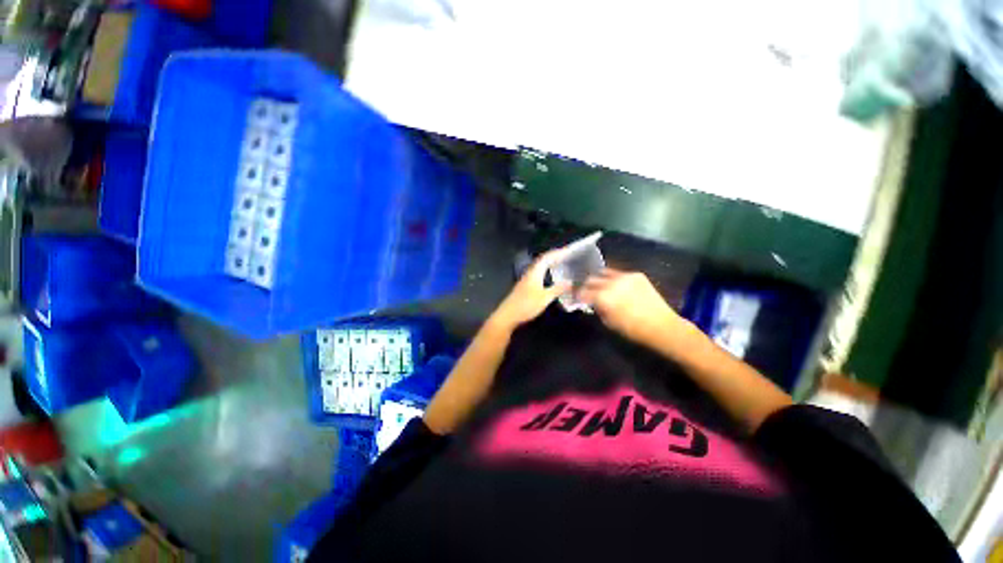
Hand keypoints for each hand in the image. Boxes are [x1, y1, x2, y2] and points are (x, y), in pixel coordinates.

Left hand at [489, 250, 570, 332]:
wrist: (508, 315)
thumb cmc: (526, 305)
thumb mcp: (545, 298)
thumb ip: (558, 289)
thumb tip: (571, 282)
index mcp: (535, 272)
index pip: (546, 257)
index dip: (557, 253)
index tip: (568, 250)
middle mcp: (530, 273)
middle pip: (542, 260)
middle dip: (554, 256)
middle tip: (567, 256)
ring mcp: (526, 279)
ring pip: (539, 266)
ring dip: (549, 263)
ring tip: (561, 263)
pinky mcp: (525, 286)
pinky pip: (538, 273)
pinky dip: (546, 270)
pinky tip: (550, 276)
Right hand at [578, 268, 687, 344]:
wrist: (661, 326)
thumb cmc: (632, 329)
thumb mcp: (608, 322)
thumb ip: (597, 309)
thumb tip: (592, 303)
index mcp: (602, 297)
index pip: (582, 292)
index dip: (577, 295)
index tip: (576, 297)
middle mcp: (611, 283)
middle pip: (591, 279)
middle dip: (586, 286)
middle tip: (586, 291)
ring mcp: (624, 276)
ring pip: (604, 272)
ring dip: (599, 279)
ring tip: (599, 285)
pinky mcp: (636, 275)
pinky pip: (619, 273)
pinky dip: (613, 278)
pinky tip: (616, 285)